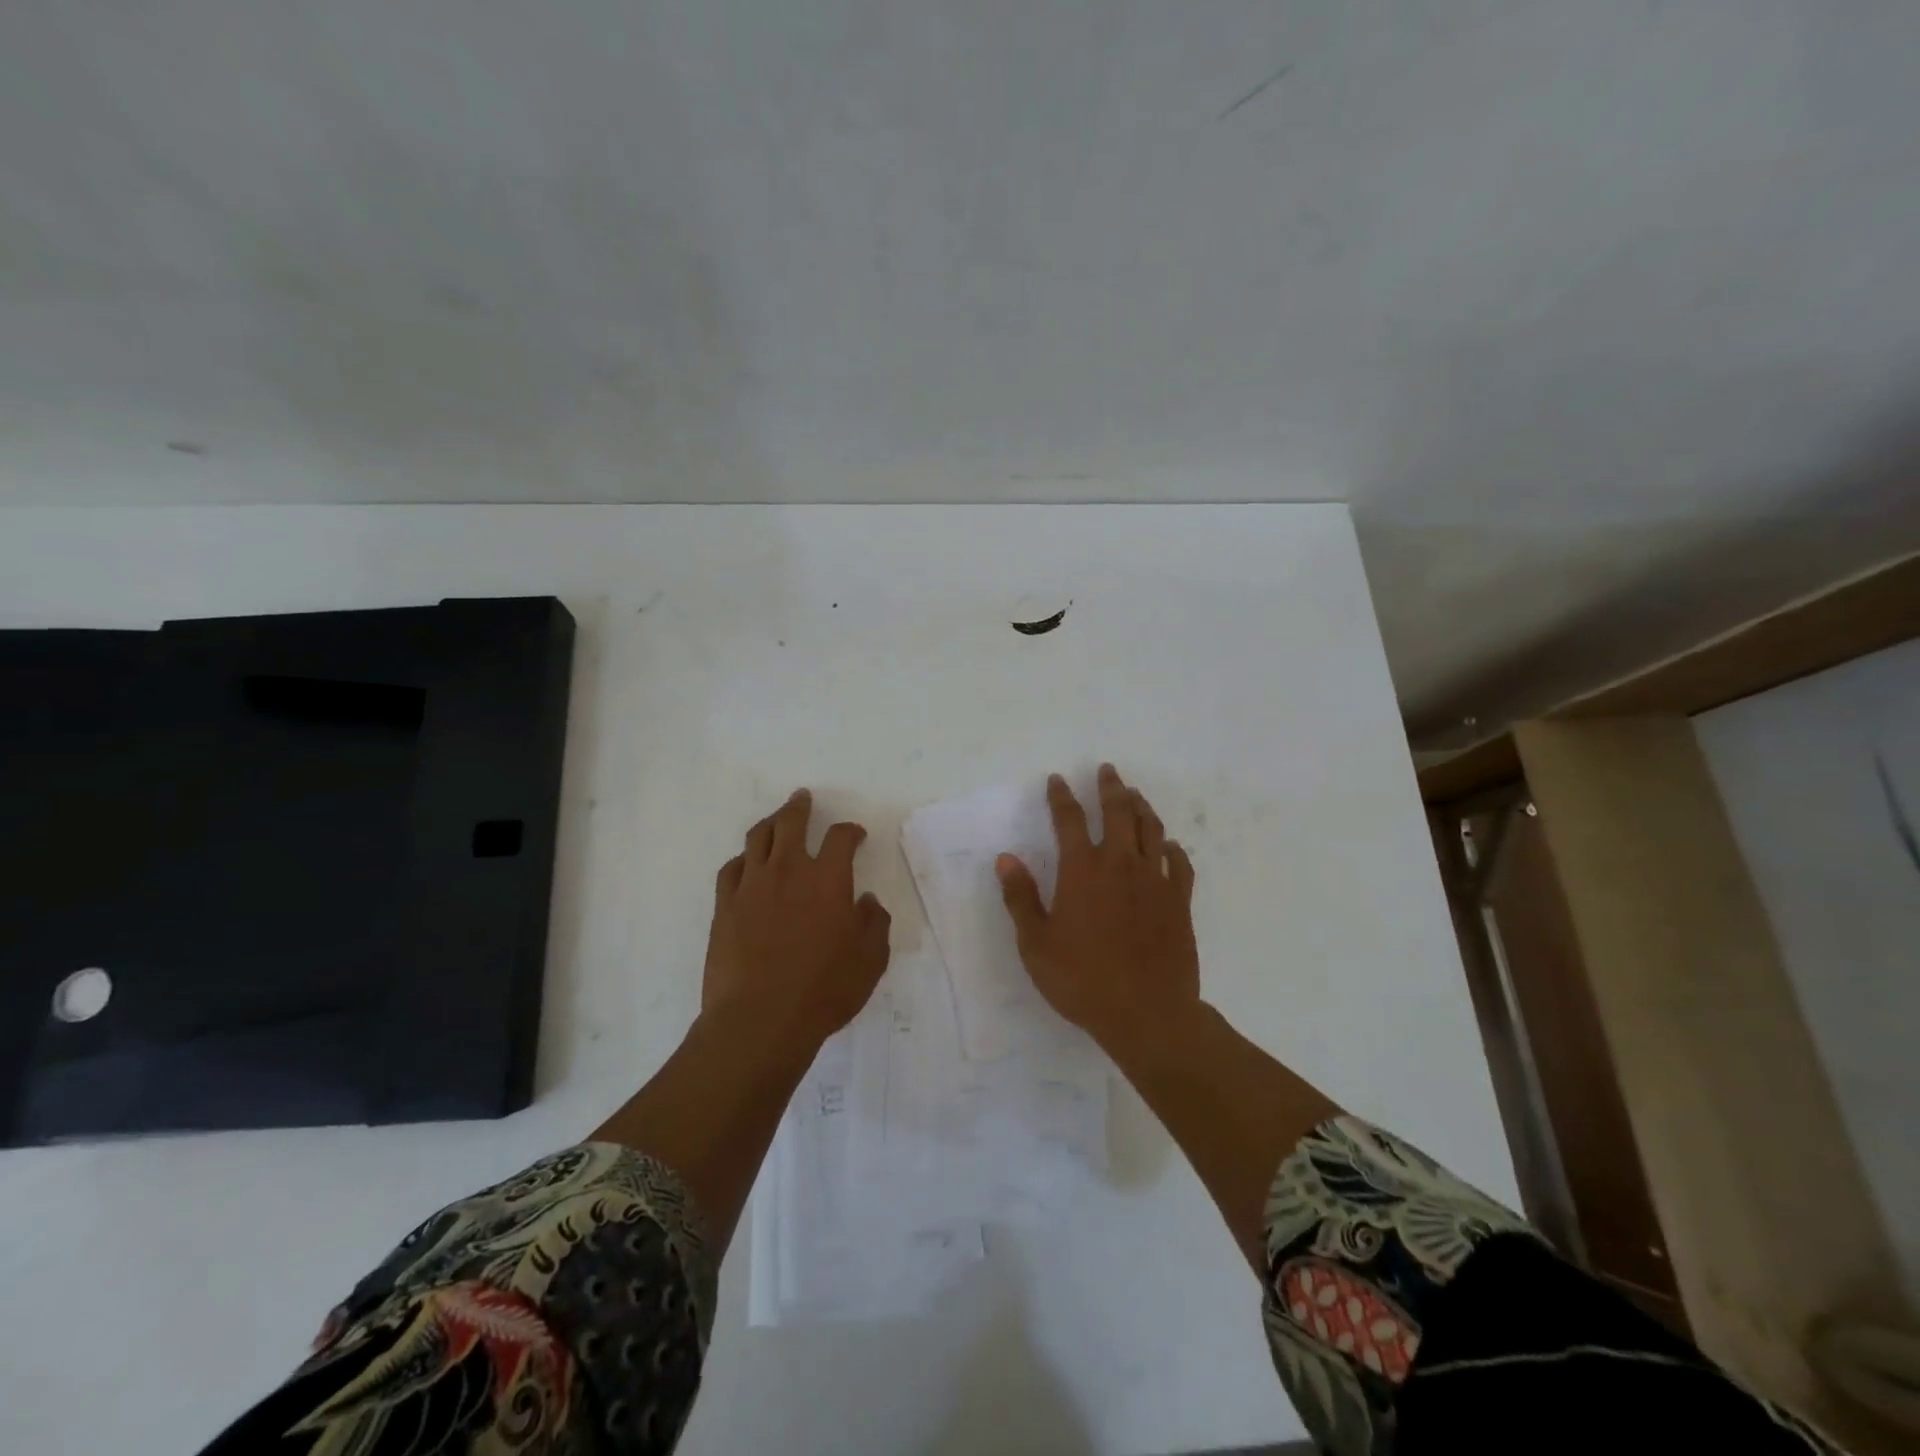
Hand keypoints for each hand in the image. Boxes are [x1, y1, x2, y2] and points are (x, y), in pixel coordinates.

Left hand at [703, 789, 891, 1042]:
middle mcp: (789, 871)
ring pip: (758, 838)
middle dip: (800, 807)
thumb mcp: (870, 960)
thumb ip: (874, 923)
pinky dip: (742, 859)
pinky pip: (731, 869)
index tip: (855, 836)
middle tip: (802, 798)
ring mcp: (752, 886)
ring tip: (775, 819)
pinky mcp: (724, 906)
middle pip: (792, 823)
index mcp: (828, 879)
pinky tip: (746, 863)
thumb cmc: (824, 990)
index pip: (841, 838)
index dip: (850, 831)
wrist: (760, 1019)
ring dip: (770, 823)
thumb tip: (868, 901)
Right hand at [995, 764, 1198, 1056]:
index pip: (1070, 819)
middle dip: (1110, 787)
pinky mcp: (1180, 901)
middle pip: (1118, 812)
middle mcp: (1121, 864)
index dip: (1061, 796)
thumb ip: (1020, 898)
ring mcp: (1156, 881)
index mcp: (1083, 870)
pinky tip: (1170, 846)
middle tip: (1107, 770)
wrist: (1147, 1014)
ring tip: (1135, 795)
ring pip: (1152, 830)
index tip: (1058, 780)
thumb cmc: (1083, 980)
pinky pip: (1181, 864)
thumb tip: (1006, 858)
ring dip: (1142, 807)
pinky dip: (1174, 849)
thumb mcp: (1036, 944)